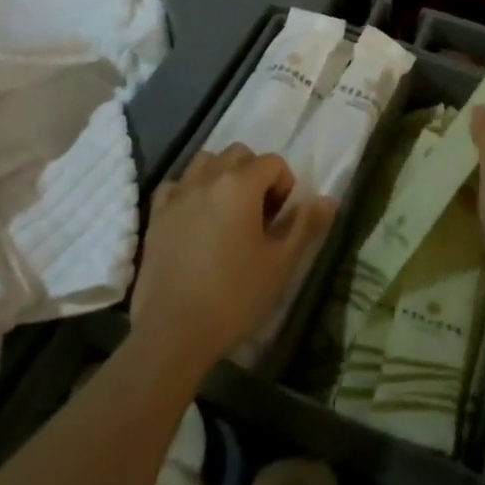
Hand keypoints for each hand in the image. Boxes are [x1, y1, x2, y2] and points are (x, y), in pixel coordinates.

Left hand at [130, 146, 337, 379]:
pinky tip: (195, 217)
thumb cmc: (234, 296)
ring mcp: (178, 194)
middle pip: (239, 153)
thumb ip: (305, 226)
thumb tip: (328, 199)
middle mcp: (208, 178)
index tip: (281, 219)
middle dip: (255, 173)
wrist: (173, 331)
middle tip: (259, 213)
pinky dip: (189, 190)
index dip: (284, 185)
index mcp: (241, 185)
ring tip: (228, 210)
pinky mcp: (156, 214)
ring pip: (205, 161)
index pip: (273, 162)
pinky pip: (176, 184)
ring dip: (221, 174)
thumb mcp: (280, 264)